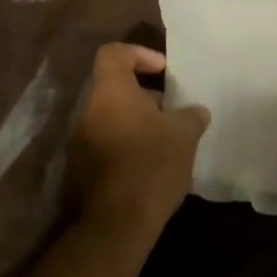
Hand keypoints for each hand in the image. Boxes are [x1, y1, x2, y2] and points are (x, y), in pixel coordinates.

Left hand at [69, 44, 209, 246]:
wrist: (118, 223)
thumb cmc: (152, 165)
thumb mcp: (184, 135)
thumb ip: (190, 116)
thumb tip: (196, 112)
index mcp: (111, 92)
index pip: (114, 53)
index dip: (140, 54)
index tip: (164, 72)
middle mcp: (88, 110)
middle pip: (113, 87)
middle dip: (144, 95)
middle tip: (171, 110)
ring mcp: (80, 141)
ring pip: (110, 117)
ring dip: (136, 121)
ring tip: (165, 139)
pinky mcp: (80, 168)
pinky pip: (105, 142)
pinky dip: (126, 144)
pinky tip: (150, 163)